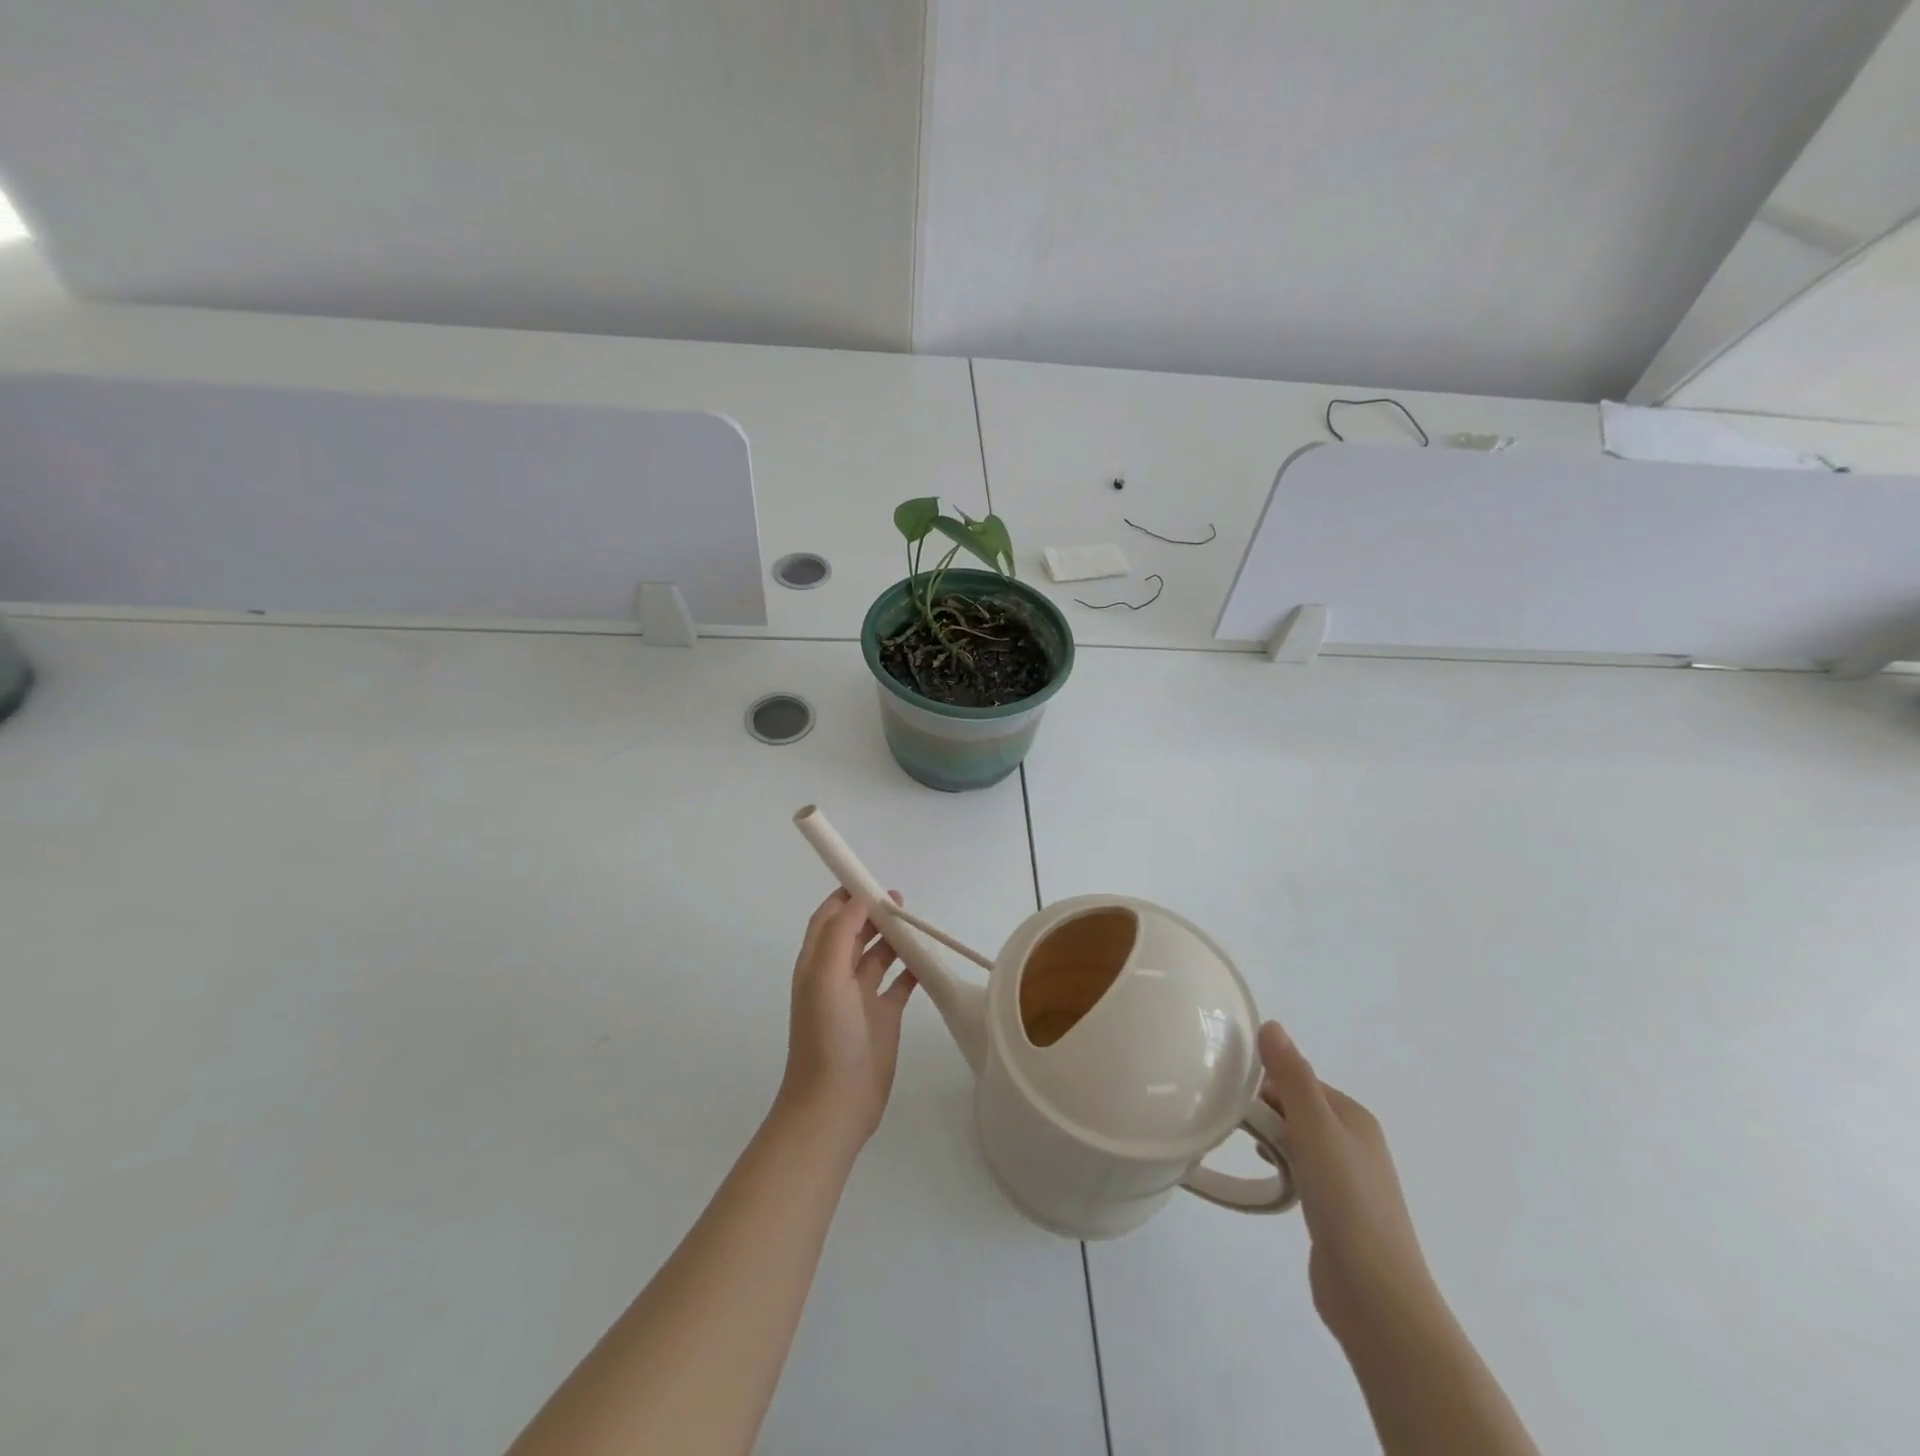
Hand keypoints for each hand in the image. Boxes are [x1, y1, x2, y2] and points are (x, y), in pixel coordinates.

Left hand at [775, 890, 917, 1147]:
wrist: (834, 1105)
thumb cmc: (826, 1037)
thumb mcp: (825, 978)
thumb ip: (840, 935)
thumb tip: (858, 899)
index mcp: (817, 964)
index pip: (829, 919)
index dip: (846, 897)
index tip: (871, 880)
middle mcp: (837, 976)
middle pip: (856, 933)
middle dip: (874, 913)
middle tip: (901, 901)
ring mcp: (861, 998)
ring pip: (879, 956)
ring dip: (894, 938)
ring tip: (917, 924)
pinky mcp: (884, 1018)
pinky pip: (900, 984)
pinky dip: (913, 969)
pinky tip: (930, 960)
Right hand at [1258, 1021, 1439, 1348]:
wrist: (1377, 1296)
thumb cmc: (1346, 1202)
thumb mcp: (1315, 1128)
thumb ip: (1292, 1075)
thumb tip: (1271, 1024)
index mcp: (1354, 1116)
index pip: (1299, 1079)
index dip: (1265, 1081)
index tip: (1229, 1091)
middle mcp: (1355, 1141)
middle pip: (1298, 1107)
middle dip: (1265, 1108)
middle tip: (1228, 1118)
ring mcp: (1348, 1179)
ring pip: (1298, 1139)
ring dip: (1270, 1136)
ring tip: (1240, 1144)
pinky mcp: (1337, 1212)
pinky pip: (1301, 1170)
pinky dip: (1281, 1165)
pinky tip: (1267, 1176)